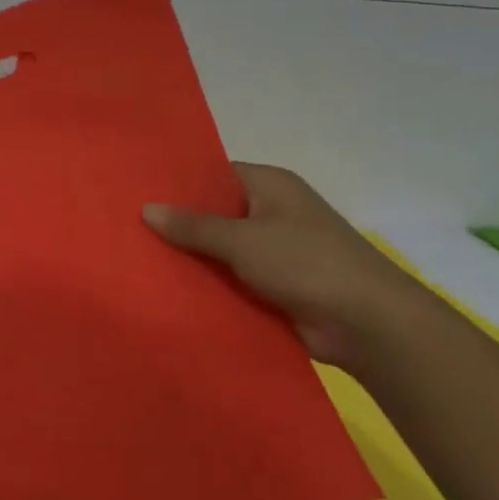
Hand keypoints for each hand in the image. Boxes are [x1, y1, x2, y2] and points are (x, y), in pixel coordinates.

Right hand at [144, 163, 437, 370]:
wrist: (370, 325)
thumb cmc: (306, 263)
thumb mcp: (243, 240)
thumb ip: (194, 225)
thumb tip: (147, 208)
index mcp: (270, 186)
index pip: (214, 174)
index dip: (179, 183)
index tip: (138, 192)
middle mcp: (272, 212)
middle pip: (216, 213)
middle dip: (179, 224)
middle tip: (128, 227)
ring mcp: (277, 251)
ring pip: (222, 249)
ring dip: (193, 258)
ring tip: (139, 259)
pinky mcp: (278, 286)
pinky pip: (234, 278)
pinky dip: (211, 284)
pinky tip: (171, 289)